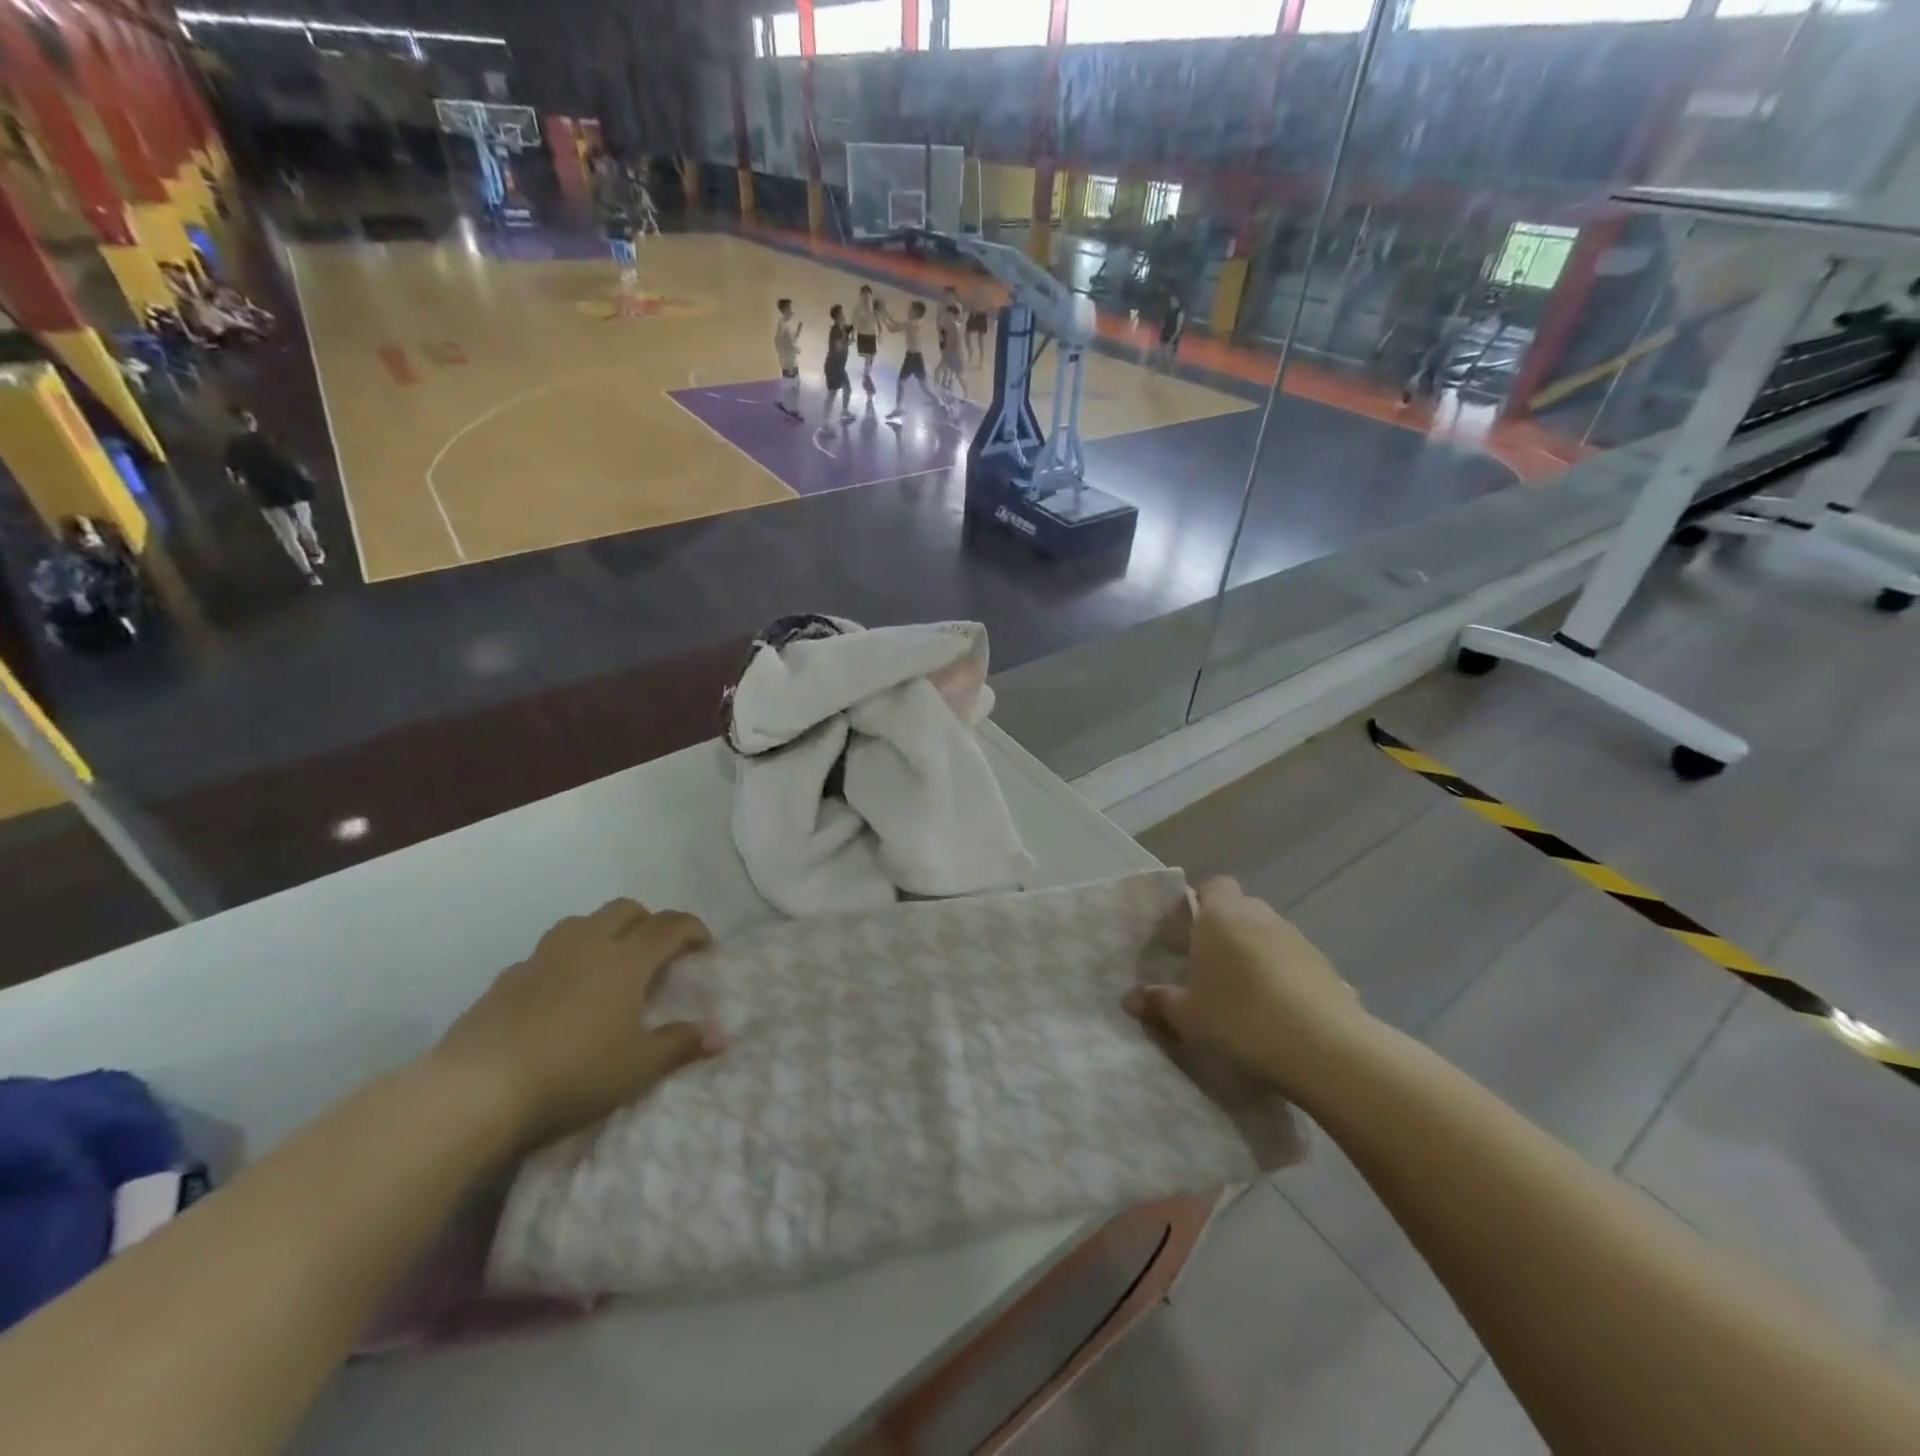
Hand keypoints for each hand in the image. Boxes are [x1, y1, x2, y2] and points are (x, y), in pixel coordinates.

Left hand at [433, 899, 723, 1151]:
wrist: (476, 1090)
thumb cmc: (573, 1073)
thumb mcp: (637, 1067)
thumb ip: (680, 1045)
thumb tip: (720, 1035)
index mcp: (625, 959)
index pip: (668, 925)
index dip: (691, 928)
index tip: (704, 944)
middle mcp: (586, 945)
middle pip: (624, 910)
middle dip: (648, 921)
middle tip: (658, 951)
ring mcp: (541, 958)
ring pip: (581, 923)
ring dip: (603, 931)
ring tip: (608, 963)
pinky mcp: (505, 979)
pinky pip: (546, 953)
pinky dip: (564, 960)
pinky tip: (560, 993)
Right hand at [1124, 877, 1371, 1096]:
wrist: (1325, 1048)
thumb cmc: (1241, 1018)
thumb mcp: (1188, 1016)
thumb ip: (1158, 1002)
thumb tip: (1129, 999)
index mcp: (1222, 915)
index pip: (1212, 886)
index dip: (1200, 904)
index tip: (1187, 935)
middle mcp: (1260, 915)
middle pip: (1239, 909)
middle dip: (1225, 931)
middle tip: (1208, 967)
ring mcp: (1297, 938)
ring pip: (1267, 935)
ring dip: (1255, 954)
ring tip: (1244, 994)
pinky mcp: (1325, 966)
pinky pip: (1293, 961)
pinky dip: (1283, 976)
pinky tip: (1278, 1011)